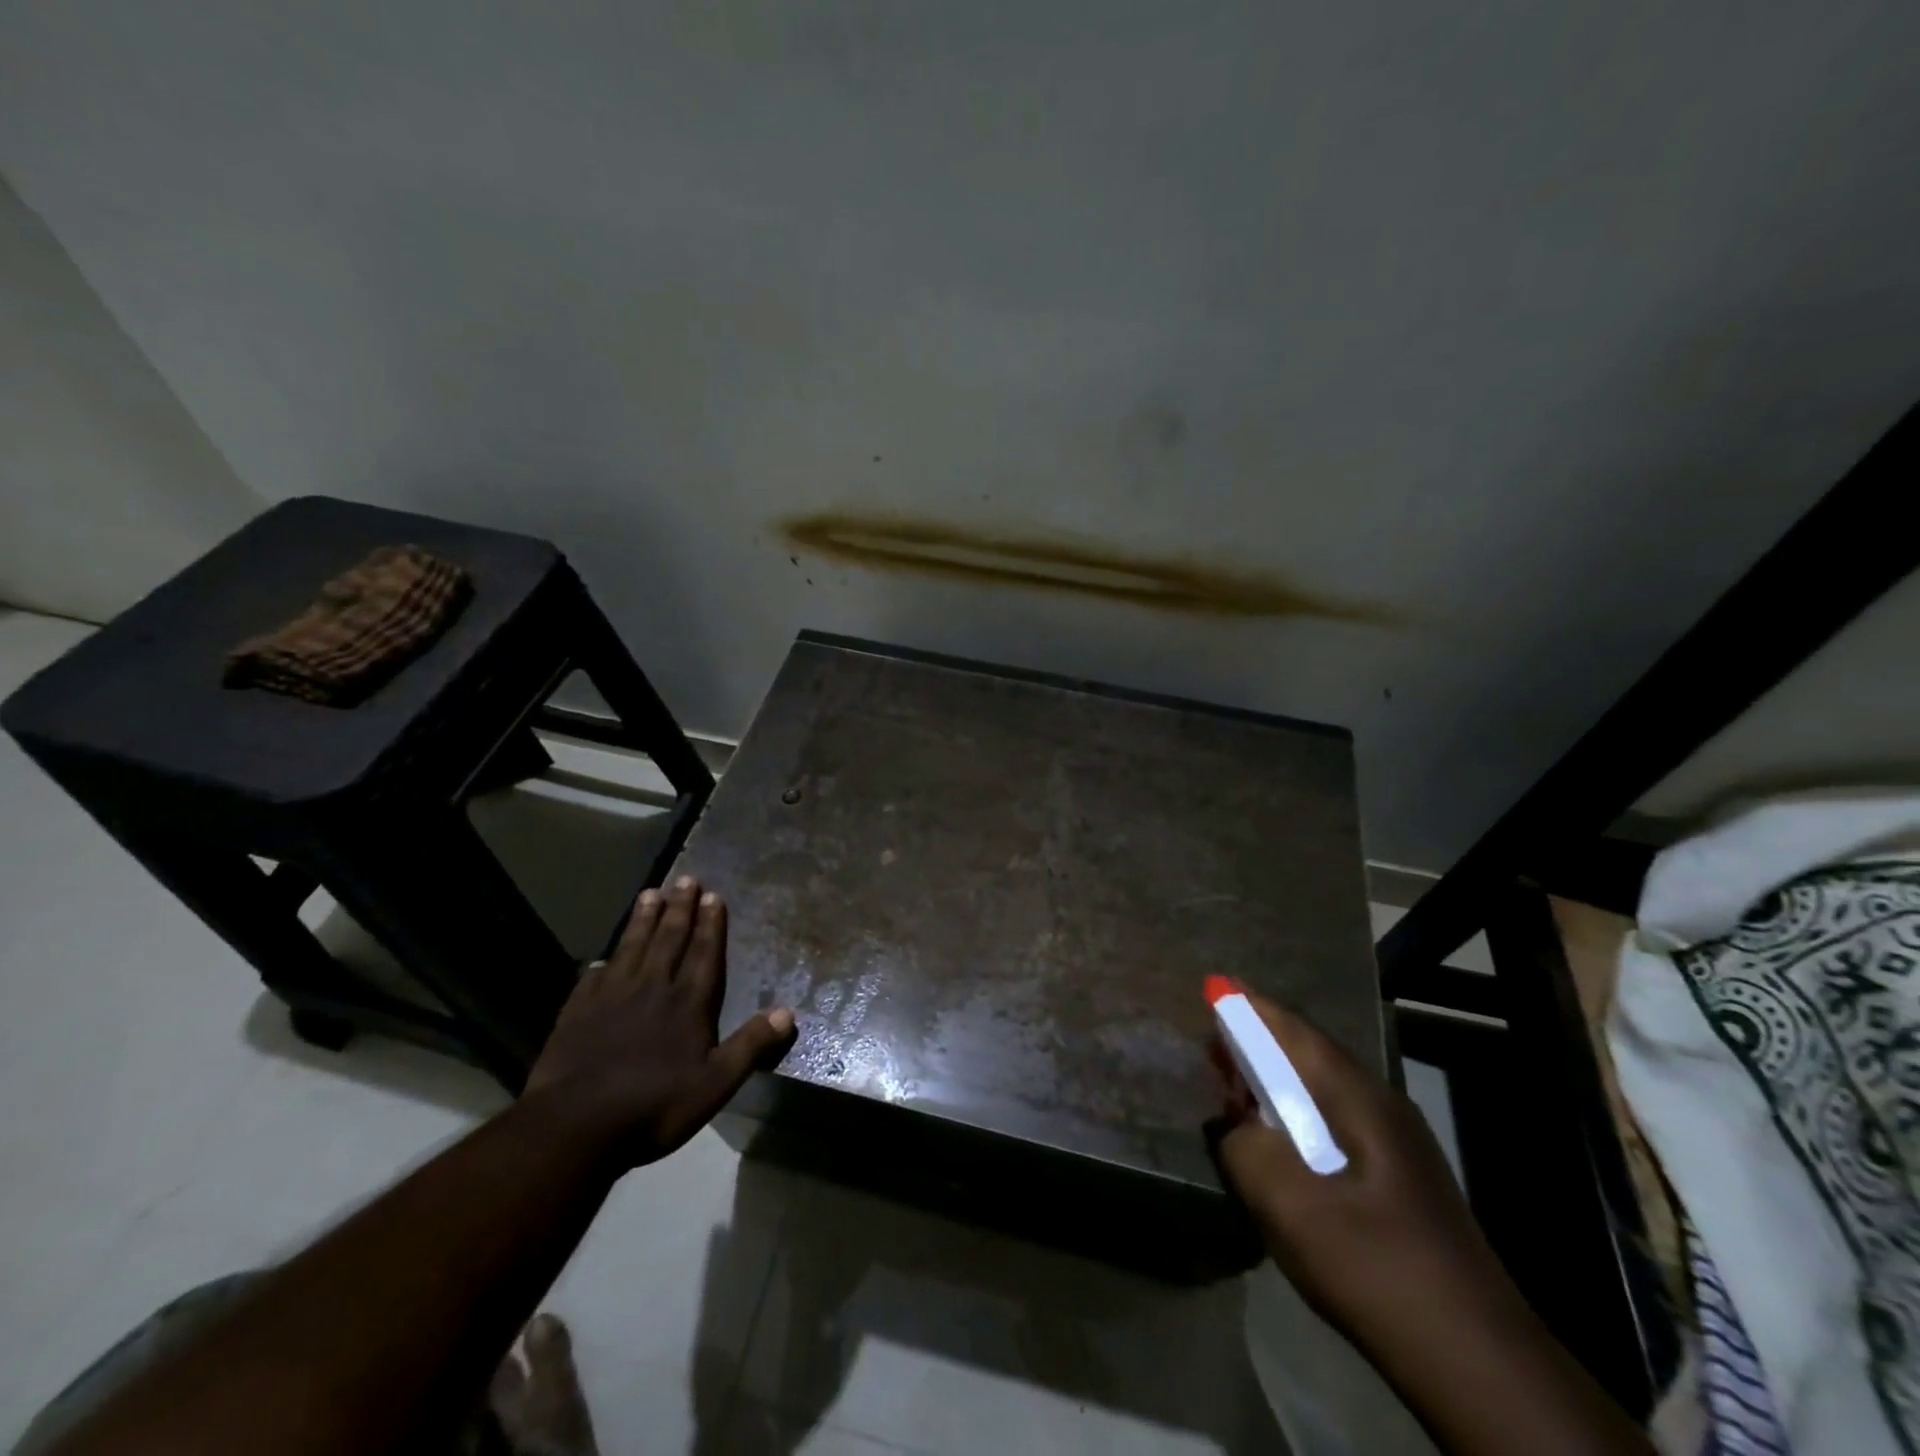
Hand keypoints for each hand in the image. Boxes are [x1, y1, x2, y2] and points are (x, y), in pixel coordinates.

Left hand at [522, 876, 795, 1169]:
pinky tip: (600, 958)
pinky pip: (591, 980)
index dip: (710, 924)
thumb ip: (751, 1045)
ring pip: (631, 948)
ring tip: (649, 893)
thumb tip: (788, 1012)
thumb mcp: (716, 1083)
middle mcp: (652, 989)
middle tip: (685, 879)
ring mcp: (611, 998)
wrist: (576, 1126)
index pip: (703, 954)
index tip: (712, 895)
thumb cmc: (654, 1105)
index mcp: (687, 1003)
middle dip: (679, 909)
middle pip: (668, 940)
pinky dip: (599, 965)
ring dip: (642, 921)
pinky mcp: (577, 1014)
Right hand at [1214, 993, 1653, 1455]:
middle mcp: (1382, 1105)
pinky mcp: (1401, 1178)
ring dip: (1277, 1082)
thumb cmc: (1373, 1264)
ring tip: (1237, 1089)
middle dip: (1259, 1044)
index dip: (1251, 1008)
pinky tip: (1281, 1142)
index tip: (1214, 988)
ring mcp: (1398, 1142)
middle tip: (1215, 1047)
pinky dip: (1297, 1114)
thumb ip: (1244, 1148)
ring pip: (1324, 1090)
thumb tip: (1233, 1124)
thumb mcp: (1288, 1203)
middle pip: (1310, 1055)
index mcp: (1358, 1098)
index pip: (1295, 1033)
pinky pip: (1336, 1122)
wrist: (1474, 1357)